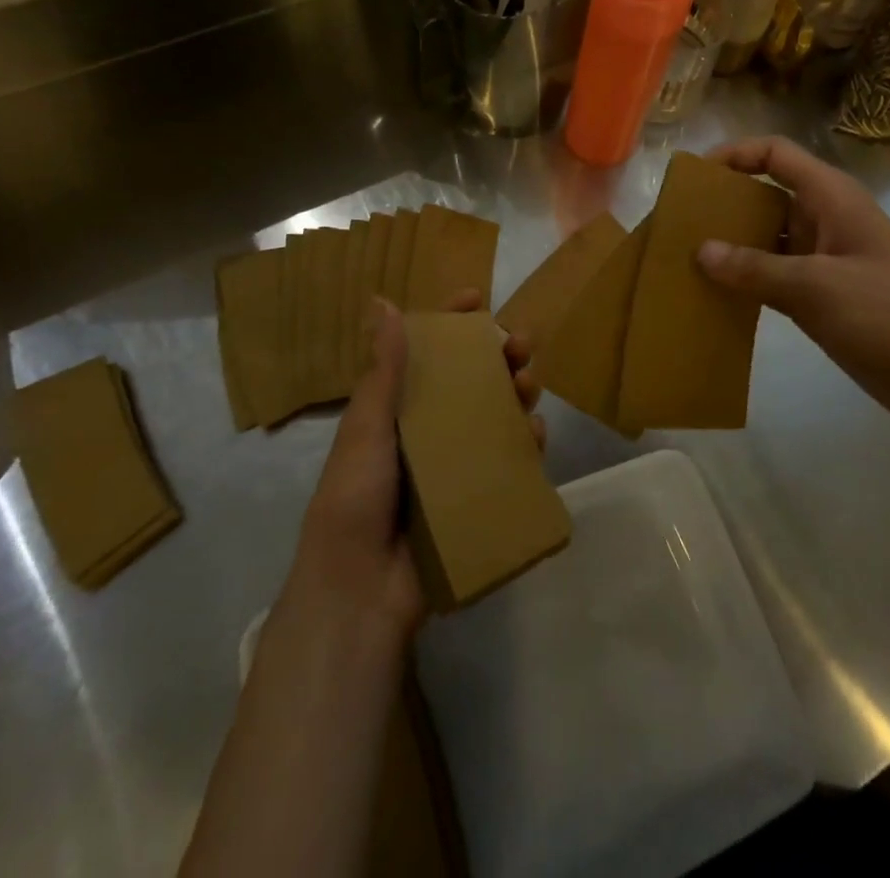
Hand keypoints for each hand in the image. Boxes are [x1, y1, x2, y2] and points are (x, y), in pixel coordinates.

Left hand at [276, 288, 541, 647]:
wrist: (361, 591)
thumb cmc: (354, 499)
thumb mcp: (367, 429)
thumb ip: (383, 370)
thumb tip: (383, 301)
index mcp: (396, 410)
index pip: (426, 354)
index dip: (451, 323)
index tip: (478, 297)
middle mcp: (426, 430)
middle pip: (469, 381)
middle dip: (498, 357)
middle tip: (522, 344)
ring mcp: (453, 465)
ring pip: (493, 416)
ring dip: (516, 394)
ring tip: (530, 385)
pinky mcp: (475, 497)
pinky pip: (506, 461)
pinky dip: (524, 443)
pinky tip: (535, 433)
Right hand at [696, 137, 889, 432]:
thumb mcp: (817, 287)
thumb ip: (756, 268)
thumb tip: (700, 250)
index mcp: (830, 198)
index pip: (776, 154)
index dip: (734, 155)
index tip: (694, 177)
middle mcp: (824, 219)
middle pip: (765, 194)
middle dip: (723, 204)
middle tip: (677, 222)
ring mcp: (824, 259)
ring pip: (767, 238)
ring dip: (731, 245)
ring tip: (685, 259)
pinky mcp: (822, 295)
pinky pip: (773, 275)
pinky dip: (746, 279)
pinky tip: (714, 294)